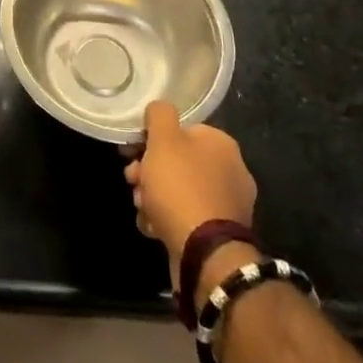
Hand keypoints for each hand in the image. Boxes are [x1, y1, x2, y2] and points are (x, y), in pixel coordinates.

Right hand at [124, 100, 256, 271]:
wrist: (204, 253)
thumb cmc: (180, 187)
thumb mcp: (163, 139)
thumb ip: (160, 114)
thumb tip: (160, 109)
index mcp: (221, 144)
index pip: (182, 130)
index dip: (152, 139)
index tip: (132, 151)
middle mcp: (230, 171)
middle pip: (178, 162)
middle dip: (149, 171)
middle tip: (132, 181)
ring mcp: (226, 205)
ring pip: (178, 191)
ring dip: (154, 196)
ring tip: (141, 208)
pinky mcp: (218, 234)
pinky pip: (186, 217)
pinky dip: (166, 219)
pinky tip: (153, 226)